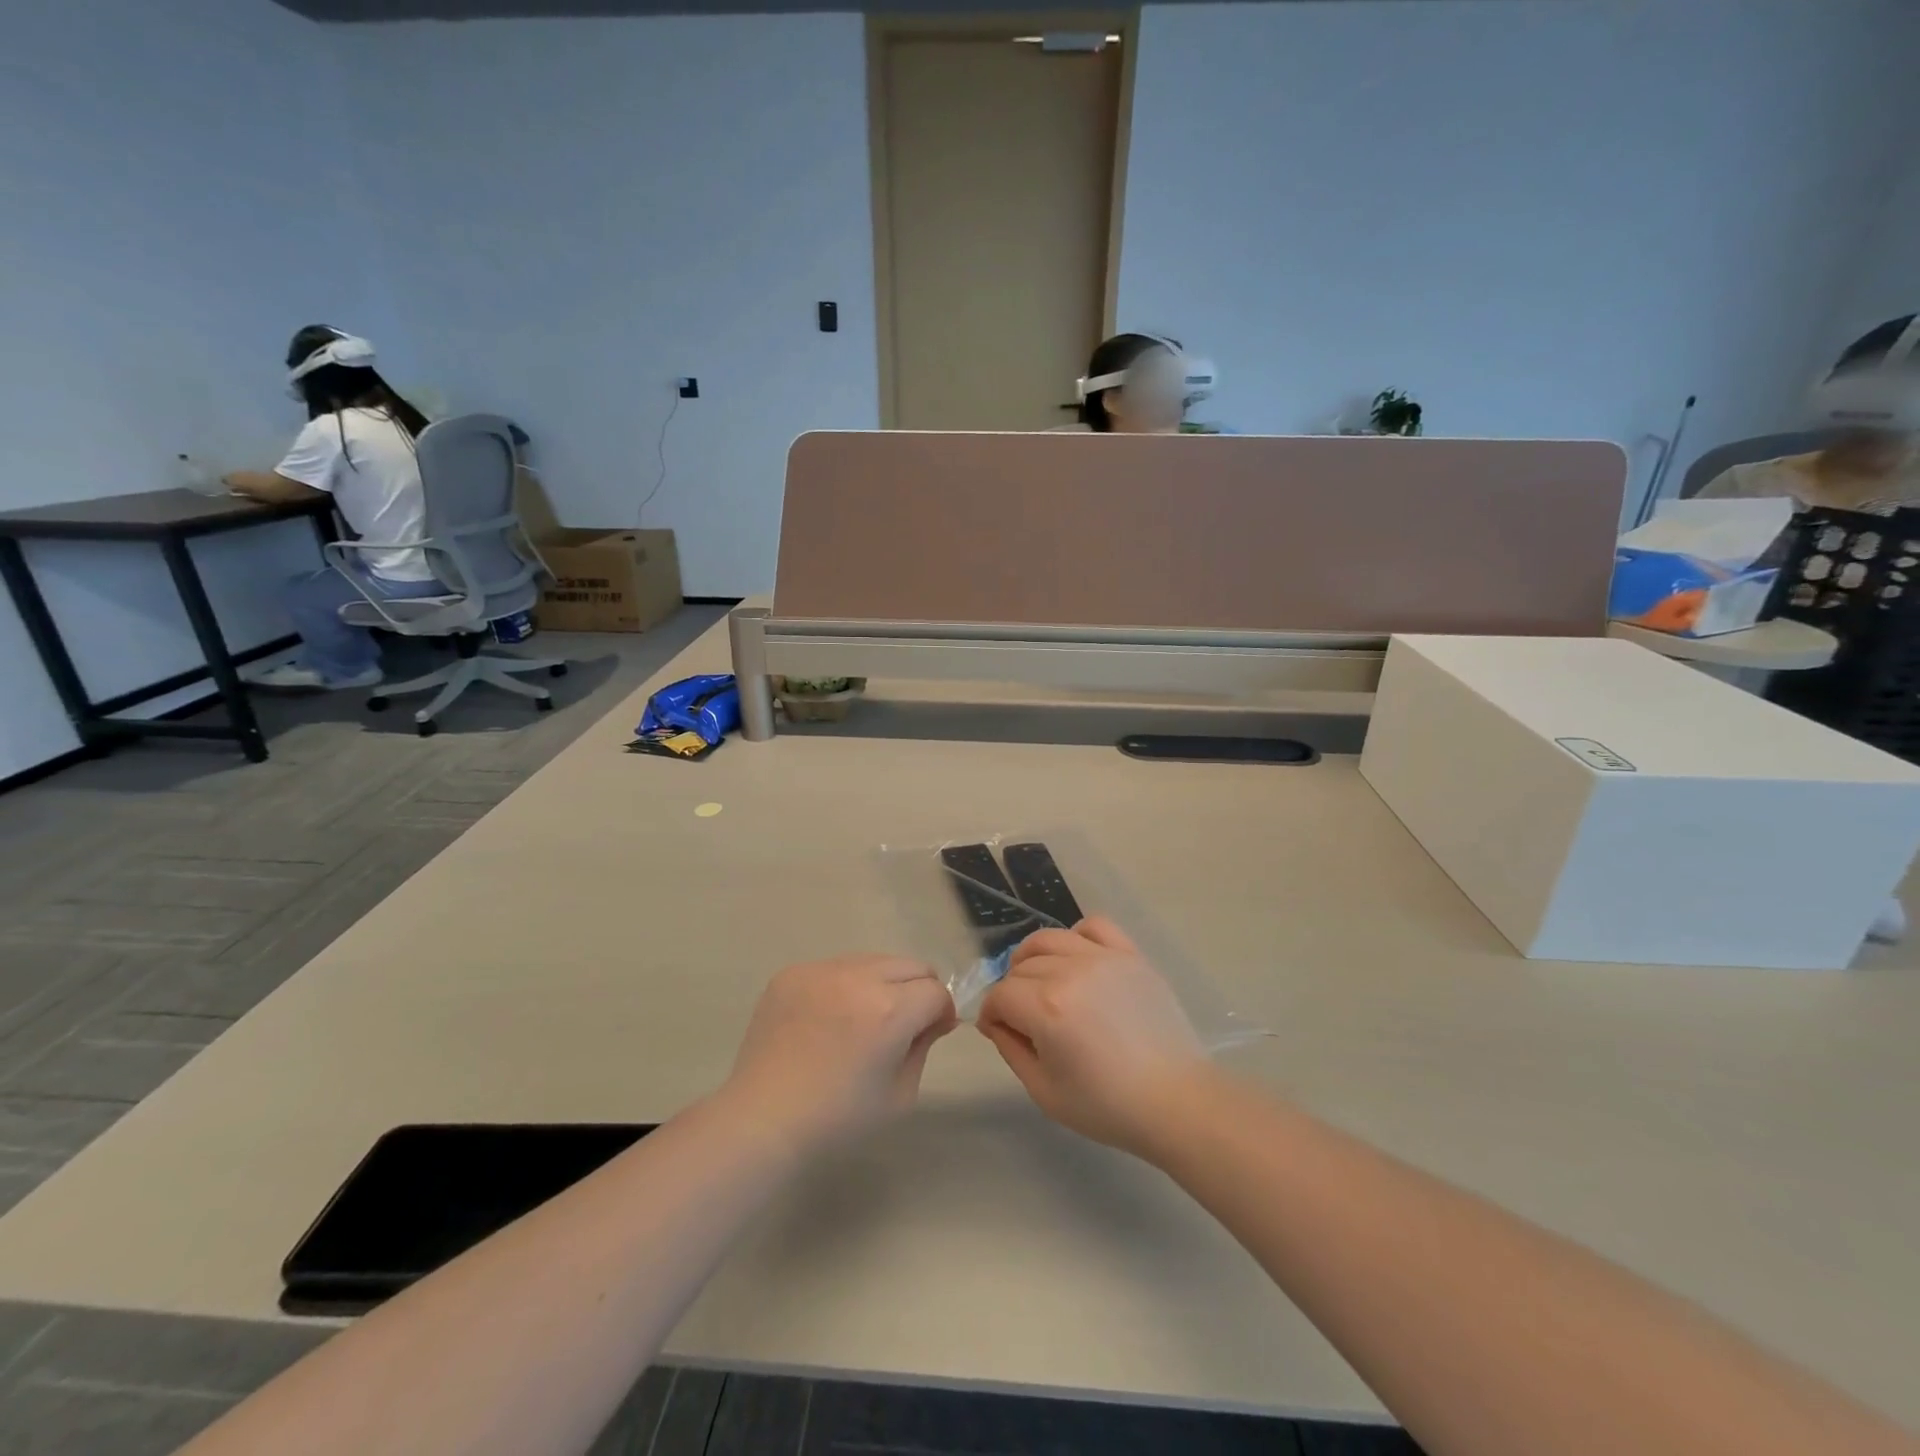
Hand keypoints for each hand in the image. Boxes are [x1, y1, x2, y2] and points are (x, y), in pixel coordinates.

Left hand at [724, 955, 956, 1150]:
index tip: (931, 1033)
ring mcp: (821, 970)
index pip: (936, 991)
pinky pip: (835, 967)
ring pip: (873, 960)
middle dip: (916, 991)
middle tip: (901, 1024)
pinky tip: (827, 1019)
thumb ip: (923, 1045)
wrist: (762, 1121)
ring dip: (881, 983)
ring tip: (860, 1020)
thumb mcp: (900, 1094)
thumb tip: (933, 1018)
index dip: (940, 1013)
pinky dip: (843, 986)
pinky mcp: (792, 973)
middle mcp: (858, 978)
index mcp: (889, 1011)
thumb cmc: (838, 1119)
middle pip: (910, 965)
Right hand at [977, 918, 1209, 1156]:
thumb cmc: (1108, 1106)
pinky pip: (1094, 926)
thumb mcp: (1045, 1091)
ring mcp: (1103, 958)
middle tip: (1023, 1018)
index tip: (998, 1030)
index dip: (991, 1014)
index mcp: (1047, 1008)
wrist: (1176, 1101)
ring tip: (1040, 980)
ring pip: (1049, 939)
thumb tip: (996, 1021)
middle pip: (1022, 967)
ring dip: (1033, 958)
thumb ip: (1011, 1049)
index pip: (1001, 995)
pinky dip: (1077, 936)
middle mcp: (1071, 971)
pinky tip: (1077, 960)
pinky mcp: (1130, 955)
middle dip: (1012, 992)